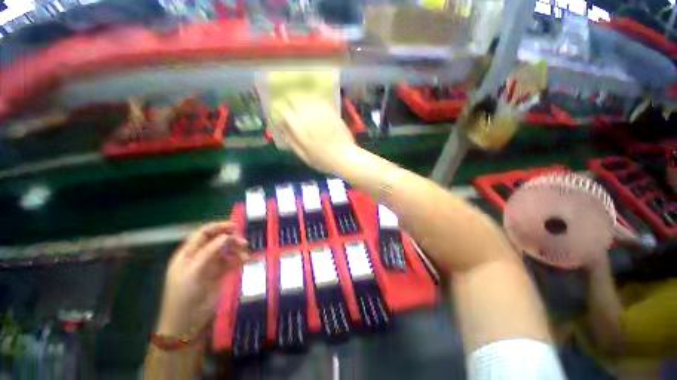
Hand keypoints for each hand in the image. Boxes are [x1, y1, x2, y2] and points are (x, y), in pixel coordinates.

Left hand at [156, 221, 247, 335]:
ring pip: (227, 250)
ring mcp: (211, 265)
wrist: (186, 322)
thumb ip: (209, 252)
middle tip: (244, 243)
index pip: (204, 233)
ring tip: (245, 255)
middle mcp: (201, 256)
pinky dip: (239, 259)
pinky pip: (232, 262)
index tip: (236, 227)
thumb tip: (226, 236)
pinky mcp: (220, 274)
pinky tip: (245, 260)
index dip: (219, 227)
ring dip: (237, 250)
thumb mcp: (193, 271)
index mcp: (189, 253)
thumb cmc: (184, 294)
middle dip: (231, 239)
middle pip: (218, 240)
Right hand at [274, 94, 355, 174]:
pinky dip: (315, 100)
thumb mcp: (305, 157)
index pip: (289, 116)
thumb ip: (293, 142)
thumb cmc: (324, 161)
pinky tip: (313, 100)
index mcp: (303, 136)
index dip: (283, 110)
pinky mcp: (333, 116)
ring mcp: (324, 119)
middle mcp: (312, 125)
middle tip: (289, 99)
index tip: (281, 110)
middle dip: (292, 100)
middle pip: (298, 105)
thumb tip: (283, 128)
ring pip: (310, 102)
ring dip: (303, 98)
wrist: (345, 158)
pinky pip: (322, 104)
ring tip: (300, 98)